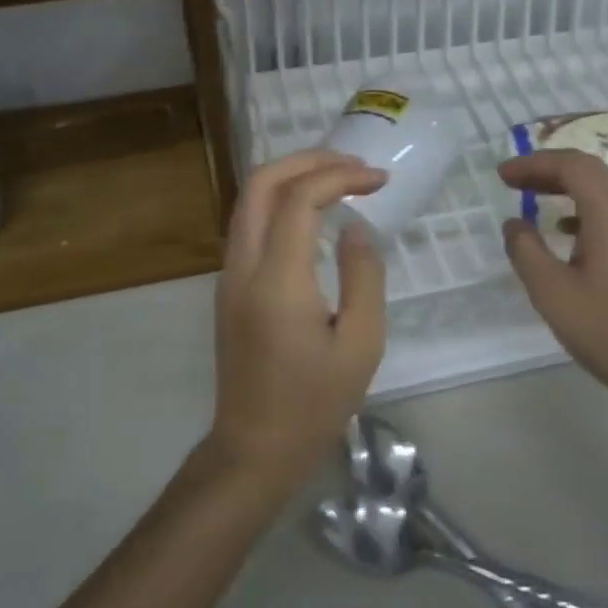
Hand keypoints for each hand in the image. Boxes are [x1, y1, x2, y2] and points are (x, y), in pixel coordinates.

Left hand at [209, 149, 387, 491]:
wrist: (255, 447)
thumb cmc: (315, 403)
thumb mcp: (361, 344)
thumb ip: (363, 276)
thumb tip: (354, 227)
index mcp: (277, 280)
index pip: (300, 199)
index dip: (340, 176)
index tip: (379, 179)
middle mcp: (243, 266)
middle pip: (261, 183)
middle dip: (307, 159)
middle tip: (353, 164)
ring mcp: (229, 275)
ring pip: (249, 200)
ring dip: (291, 176)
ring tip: (338, 177)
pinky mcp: (229, 286)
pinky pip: (250, 223)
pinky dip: (280, 200)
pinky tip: (313, 211)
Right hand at [498, 149, 607, 431]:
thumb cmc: (607, 330)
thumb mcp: (551, 291)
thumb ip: (526, 249)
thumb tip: (515, 223)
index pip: (573, 166)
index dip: (534, 164)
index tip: (502, 175)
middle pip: (592, 171)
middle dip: (549, 170)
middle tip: (512, 181)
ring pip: (606, 190)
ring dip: (568, 187)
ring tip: (532, 199)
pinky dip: (585, 208)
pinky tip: (565, 230)